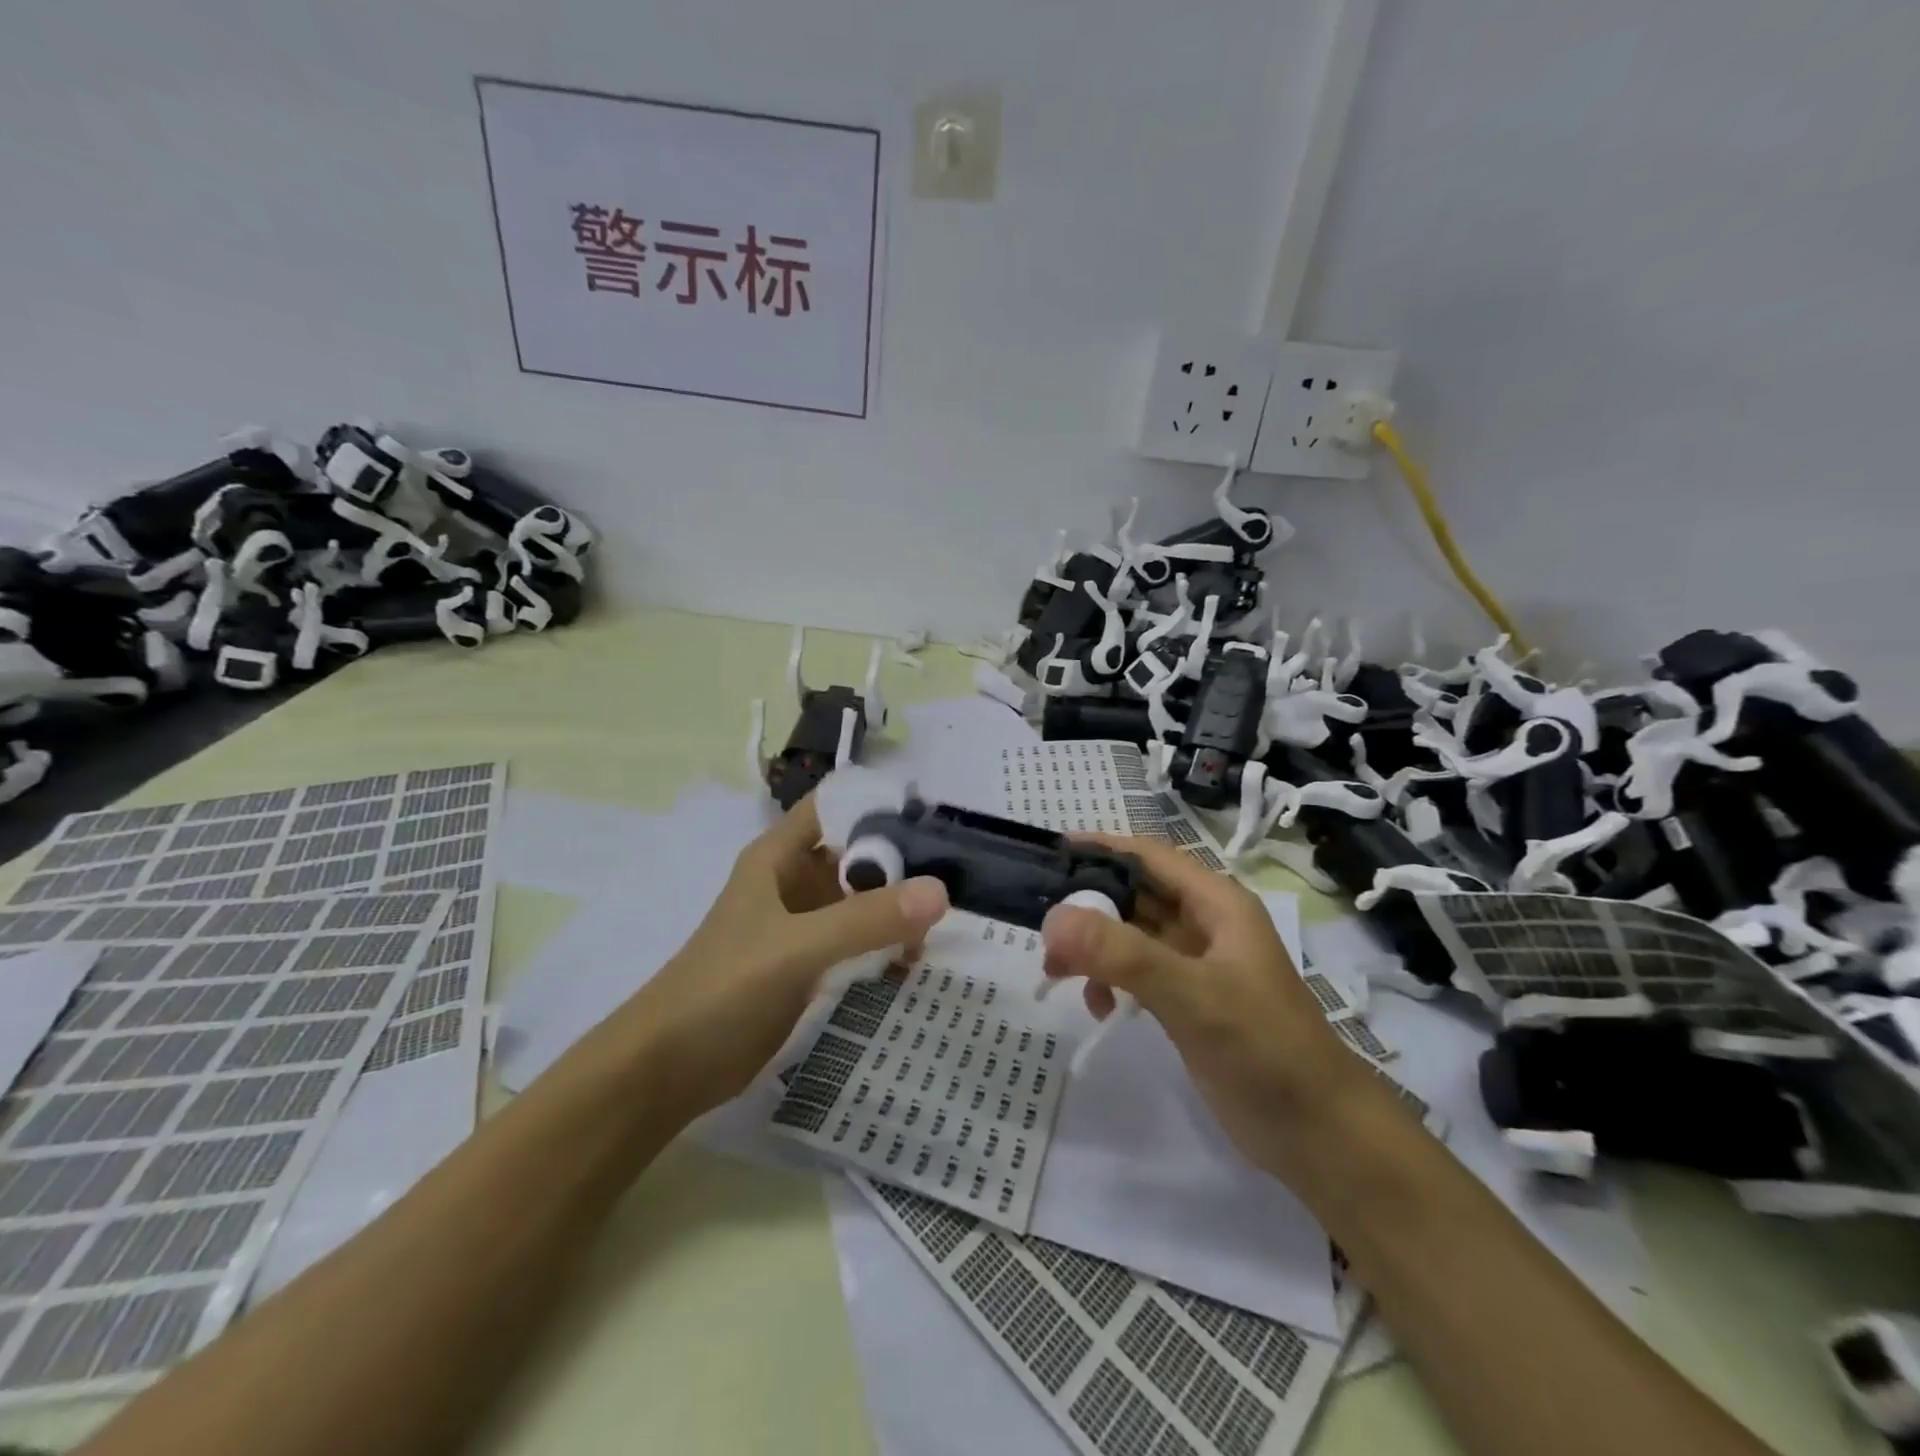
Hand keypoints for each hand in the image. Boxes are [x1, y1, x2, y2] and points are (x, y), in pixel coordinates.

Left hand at [632, 795, 948, 1114]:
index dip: (881, 804)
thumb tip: (941, 891)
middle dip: (902, 862)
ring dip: (898, 906)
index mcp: (780, 856)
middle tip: (959, 875)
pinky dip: (885, 943)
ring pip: (860, 899)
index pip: (837, 806)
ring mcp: (801, 924)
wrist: (668, 1068)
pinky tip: (917, 959)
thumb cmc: (724, 989)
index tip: (936, 818)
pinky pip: (856, 940)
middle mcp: (793, 881)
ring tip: (948, 922)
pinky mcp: (807, 964)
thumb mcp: (797, 947)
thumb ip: (867, 919)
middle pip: (857, 853)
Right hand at [1040, 835, 1370, 1178]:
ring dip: (1094, 948)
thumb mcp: (1191, 994)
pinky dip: (1111, 982)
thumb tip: (1053, 919)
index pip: (1150, 857)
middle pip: (1135, 896)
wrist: (1318, 1134)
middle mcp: (1206, 925)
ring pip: (1132, 937)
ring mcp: (1198, 966)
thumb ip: (1122, 953)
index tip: (1052, 852)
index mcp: (1217, 904)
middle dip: (1088, 907)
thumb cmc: (1263, 1048)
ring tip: (1056, 973)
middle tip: (1042, 928)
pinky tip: (1100, 1008)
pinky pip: (1138, 974)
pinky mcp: (1190, 1002)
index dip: (1102, 847)